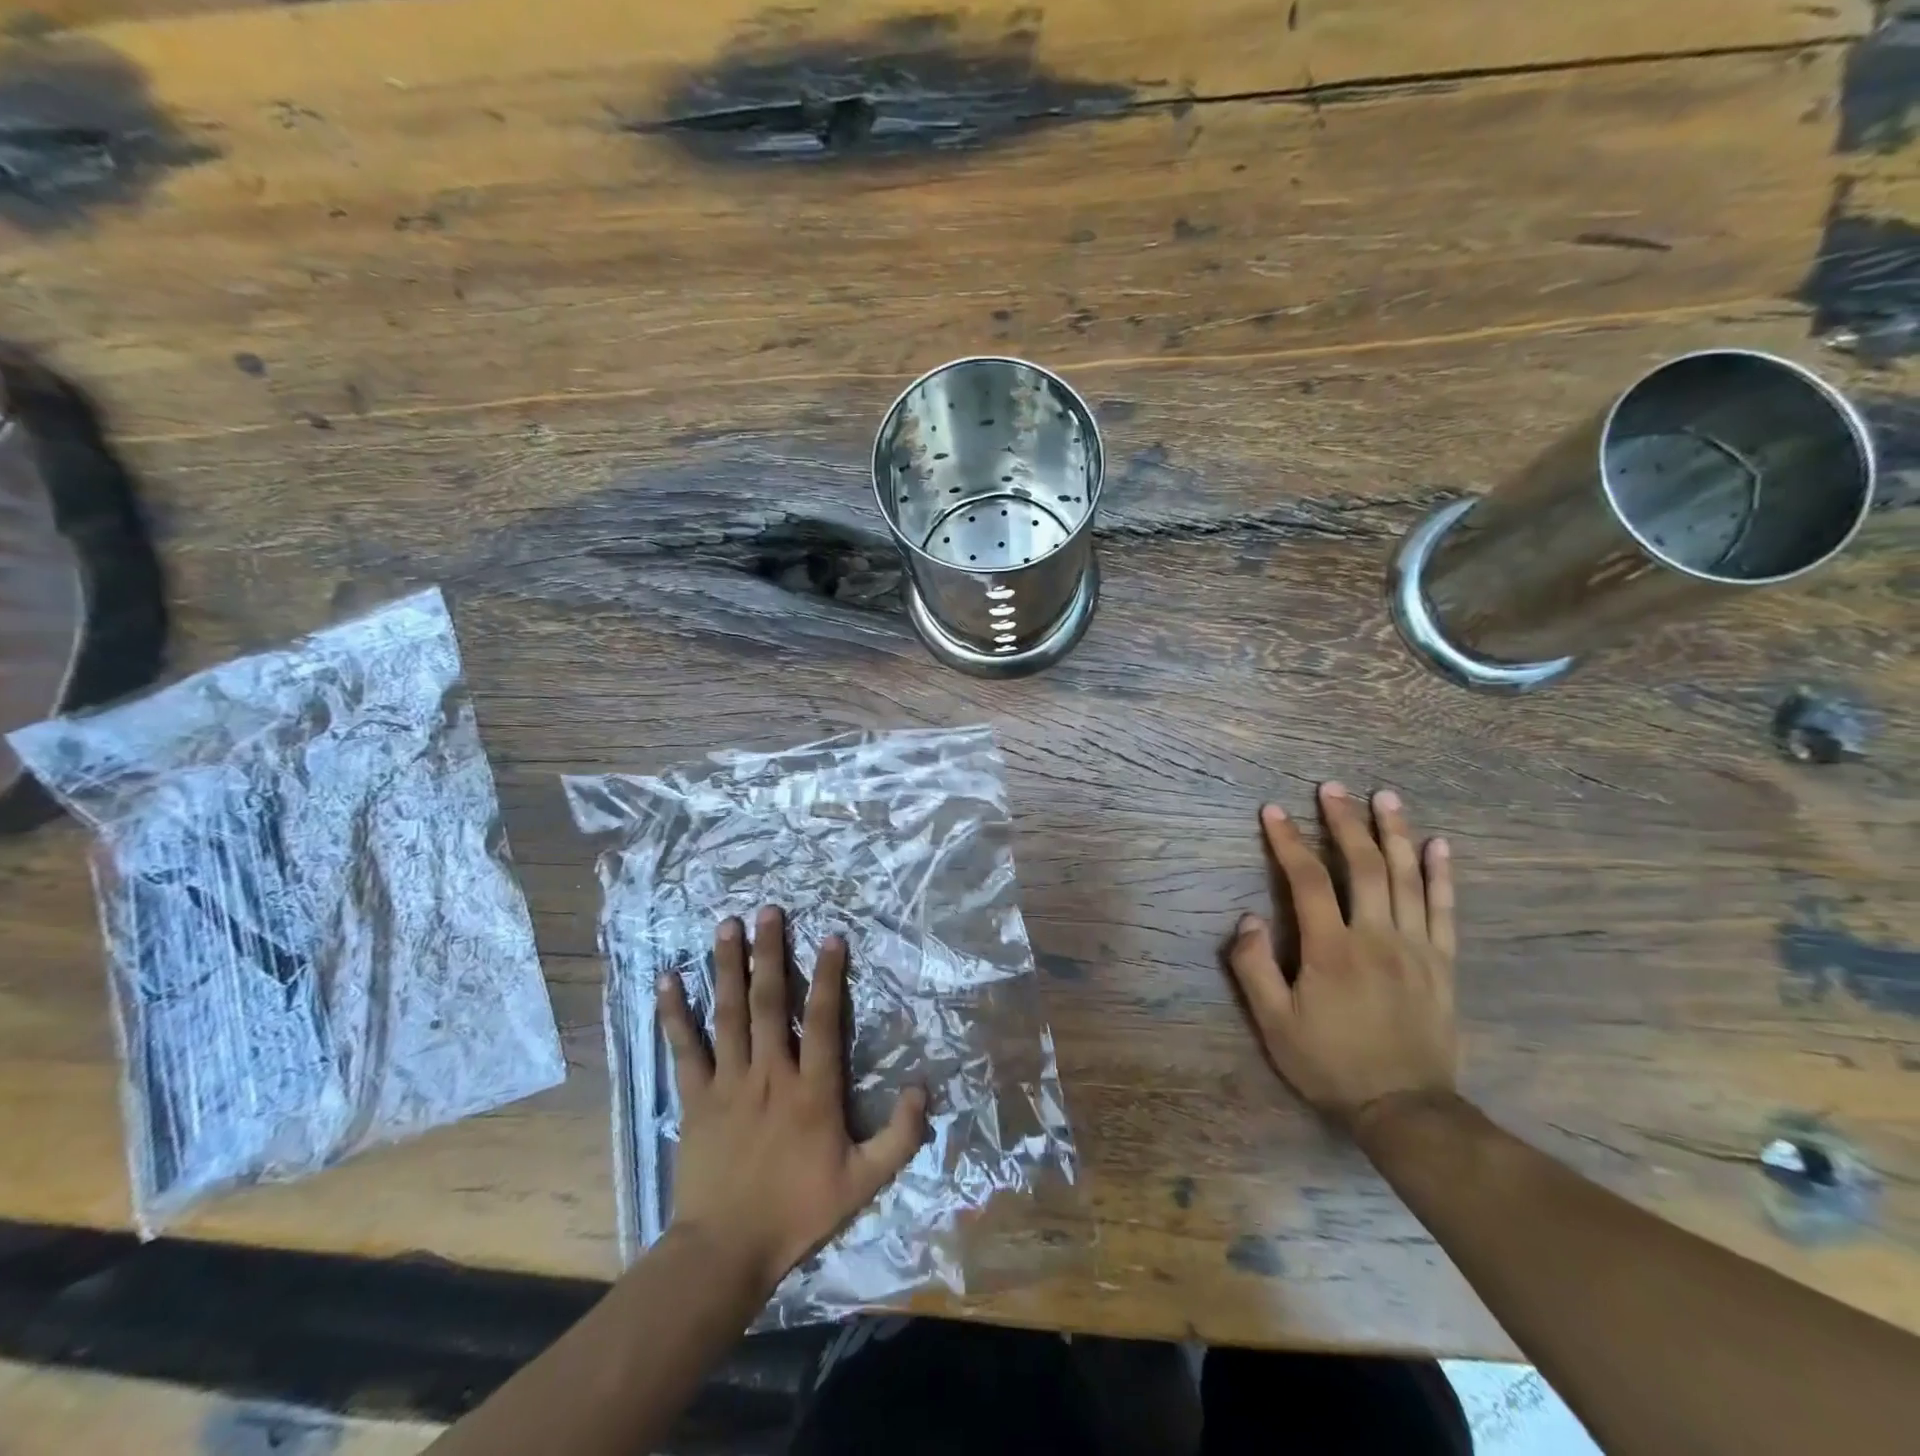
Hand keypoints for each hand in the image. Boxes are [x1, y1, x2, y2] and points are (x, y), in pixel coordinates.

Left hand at [657, 906, 927, 1294]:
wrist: (726, 1251)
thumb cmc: (797, 1212)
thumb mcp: (863, 1182)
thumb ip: (899, 1137)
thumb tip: (924, 1089)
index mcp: (811, 1090)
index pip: (823, 1020)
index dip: (829, 976)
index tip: (831, 936)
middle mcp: (769, 1074)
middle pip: (769, 1002)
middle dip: (770, 952)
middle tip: (768, 910)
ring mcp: (728, 1082)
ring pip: (728, 1014)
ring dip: (727, 968)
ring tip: (726, 927)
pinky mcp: (695, 1098)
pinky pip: (684, 1049)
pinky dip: (675, 1014)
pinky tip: (668, 980)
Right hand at [1227, 783, 1457, 1129]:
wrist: (1405, 1110)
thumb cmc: (1330, 1064)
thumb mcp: (1274, 1024)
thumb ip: (1253, 967)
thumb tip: (1247, 918)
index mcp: (1331, 950)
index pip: (1308, 881)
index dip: (1289, 842)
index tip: (1274, 811)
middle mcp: (1377, 937)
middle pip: (1363, 866)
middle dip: (1345, 822)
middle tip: (1332, 788)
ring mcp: (1416, 948)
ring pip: (1407, 878)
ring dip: (1395, 833)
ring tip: (1385, 797)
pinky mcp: (1442, 963)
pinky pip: (1444, 909)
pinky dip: (1442, 874)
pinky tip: (1439, 845)